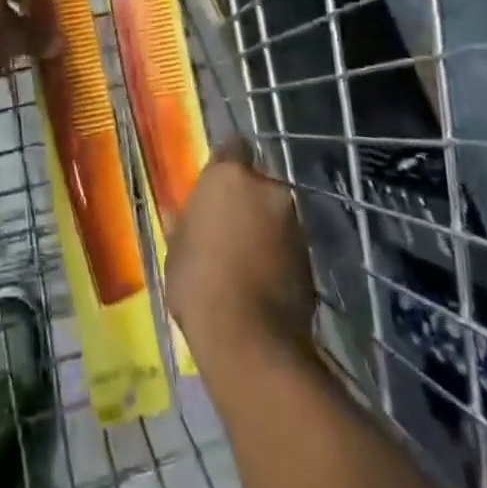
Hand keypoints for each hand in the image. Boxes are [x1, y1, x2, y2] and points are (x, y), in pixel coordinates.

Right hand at [165, 137, 315, 363]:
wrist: (251, 340)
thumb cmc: (199, 284)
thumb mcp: (176, 253)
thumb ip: (184, 226)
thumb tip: (180, 215)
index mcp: (229, 177)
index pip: (231, 147)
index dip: (225, 162)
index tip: (216, 182)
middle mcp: (266, 188)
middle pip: (255, 183)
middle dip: (246, 199)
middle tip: (228, 228)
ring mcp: (293, 221)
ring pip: (274, 214)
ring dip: (263, 227)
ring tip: (246, 259)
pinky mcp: (310, 254)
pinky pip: (287, 242)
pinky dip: (277, 253)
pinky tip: (263, 279)